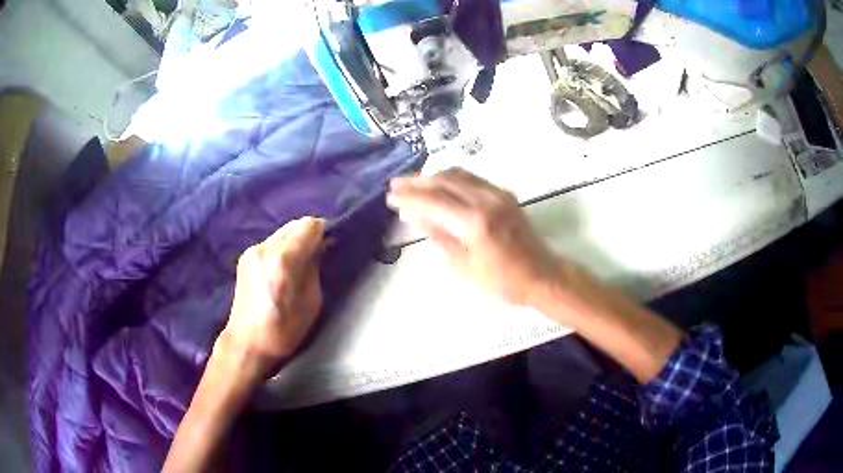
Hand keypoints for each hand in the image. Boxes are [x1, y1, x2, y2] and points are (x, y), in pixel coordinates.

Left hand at [216, 217, 325, 378]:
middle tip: (317, 256)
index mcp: (284, 259)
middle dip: (309, 236)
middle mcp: (265, 247)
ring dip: (295, 242)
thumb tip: (319, 247)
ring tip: (299, 265)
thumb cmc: (284, 330)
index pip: (310, 225)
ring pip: (283, 233)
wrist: (247, 343)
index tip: (329, 247)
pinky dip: (282, 249)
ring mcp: (252, 250)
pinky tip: (283, 270)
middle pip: (295, 225)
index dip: (324, 232)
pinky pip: (271, 243)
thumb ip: (315, 268)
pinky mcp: (245, 257)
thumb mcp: (312, 301)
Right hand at [387, 168, 560, 306]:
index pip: (433, 201)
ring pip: (458, 174)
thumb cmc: (503, 281)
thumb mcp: (464, 266)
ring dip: (433, 176)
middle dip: (417, 181)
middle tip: (396, 185)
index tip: (391, 197)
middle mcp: (486, 200)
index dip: (409, 197)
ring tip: (413, 183)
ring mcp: (497, 194)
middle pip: (444, 180)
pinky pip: (472, 179)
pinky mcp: (504, 194)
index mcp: (475, 222)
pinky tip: (440, 186)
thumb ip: (439, 236)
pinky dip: (451, 179)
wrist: (541, 275)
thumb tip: (415, 215)